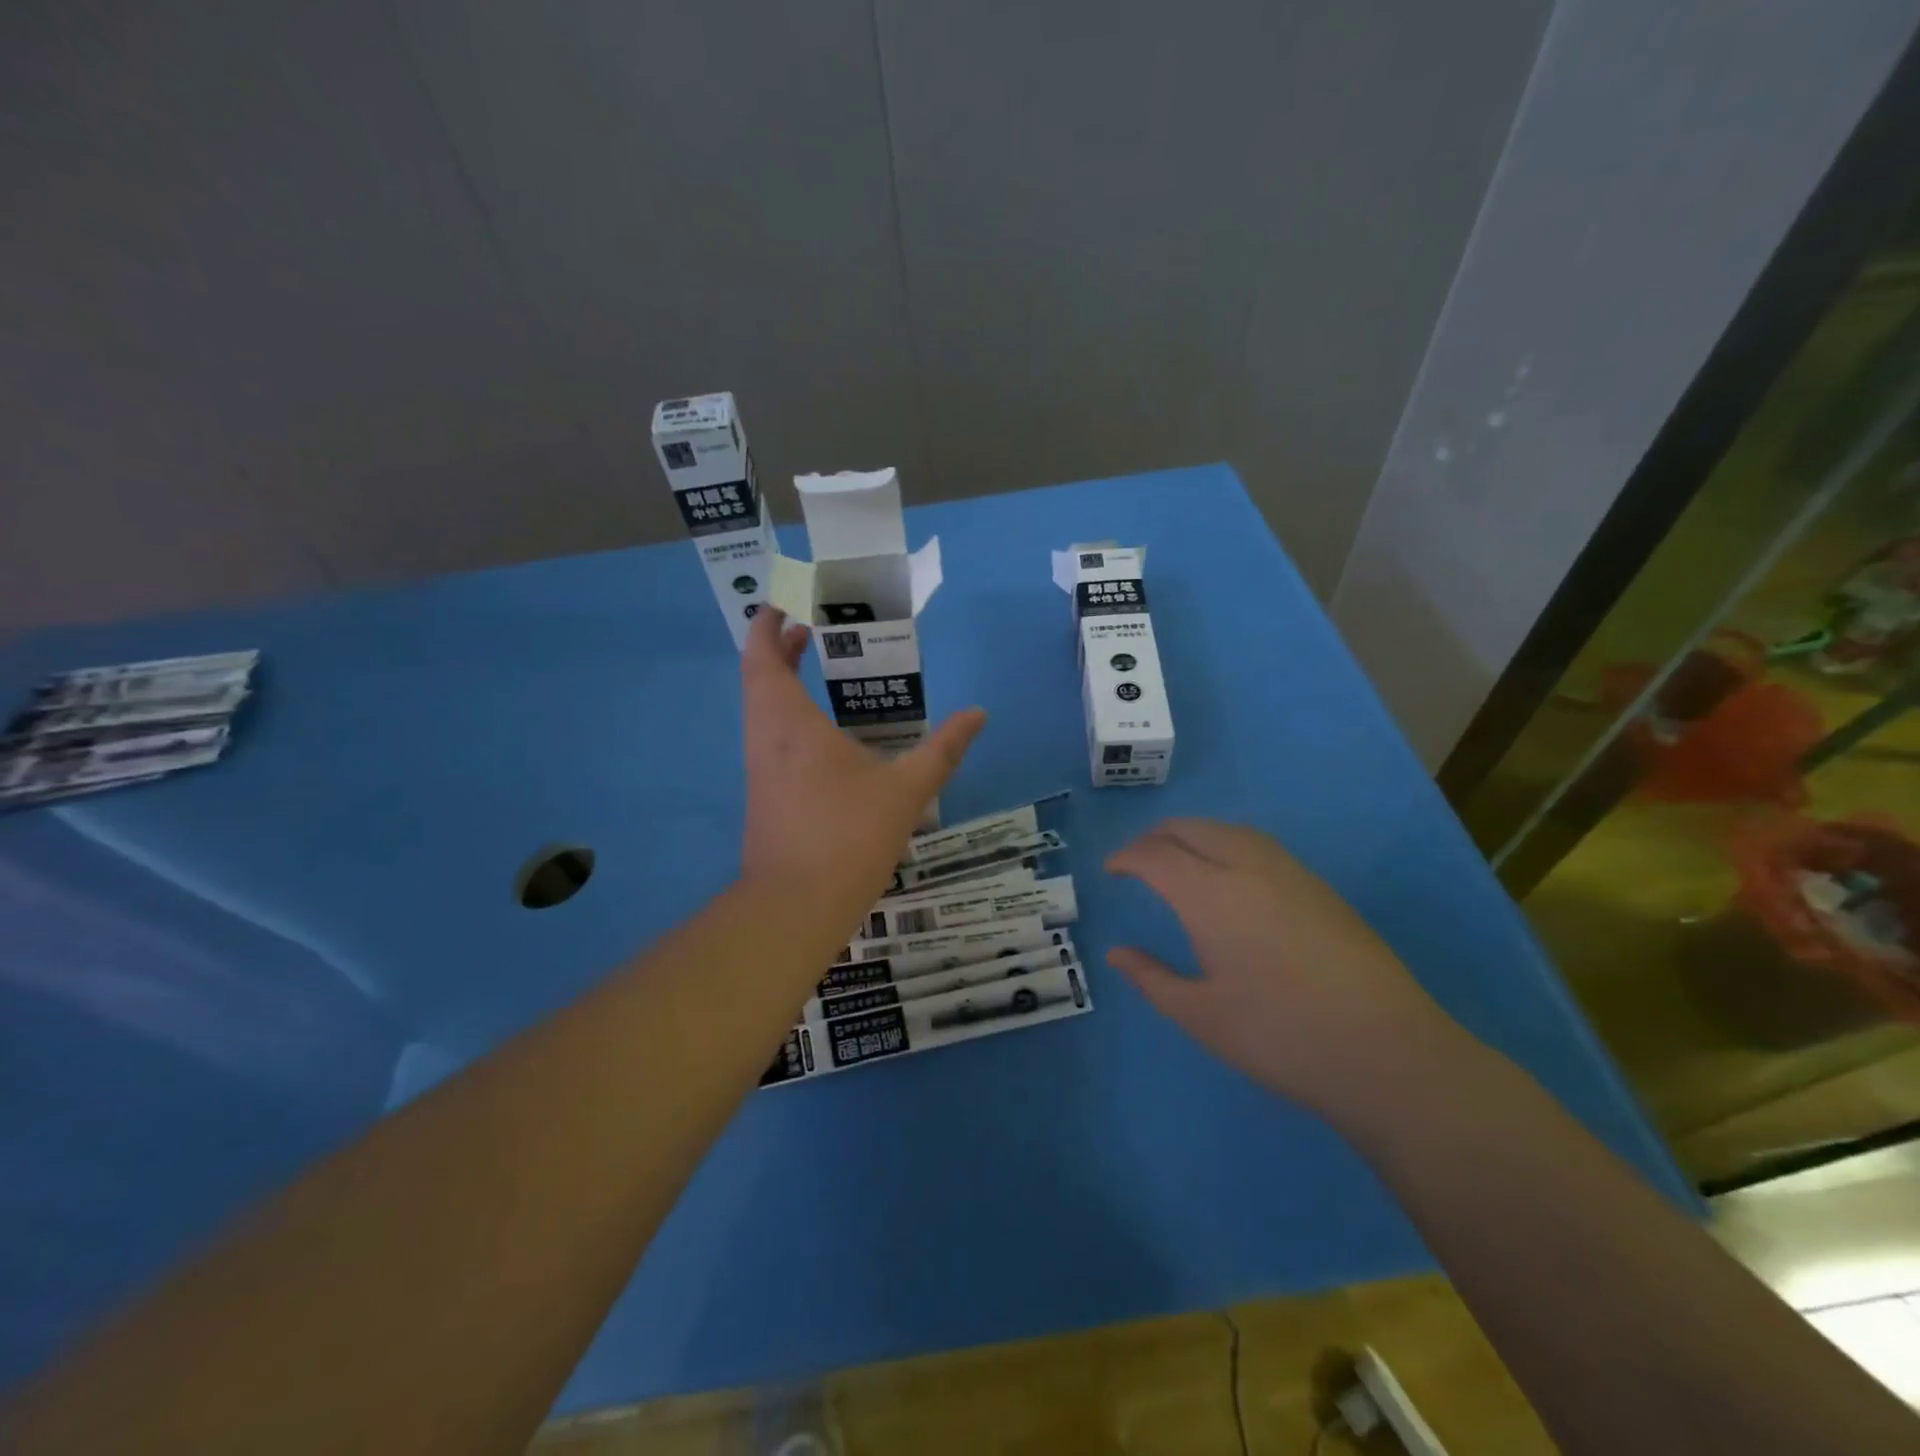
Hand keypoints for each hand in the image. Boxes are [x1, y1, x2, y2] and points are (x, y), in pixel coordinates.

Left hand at [741, 608, 985, 922]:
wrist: (796, 906)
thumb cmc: (849, 835)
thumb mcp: (907, 789)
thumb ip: (943, 748)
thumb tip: (978, 714)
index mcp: (790, 722)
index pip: (764, 656)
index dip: (768, 625)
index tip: (785, 603)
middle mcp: (765, 738)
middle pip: (759, 679)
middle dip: (779, 650)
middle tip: (810, 632)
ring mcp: (760, 770)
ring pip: (761, 711)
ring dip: (781, 684)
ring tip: (816, 672)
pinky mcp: (764, 797)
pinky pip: (769, 739)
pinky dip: (786, 717)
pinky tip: (821, 735)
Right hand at [1106, 819, 1456, 1113]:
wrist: (1387, 1052)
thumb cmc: (1280, 1037)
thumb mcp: (1201, 1015)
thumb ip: (1151, 978)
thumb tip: (1117, 954)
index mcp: (1210, 894)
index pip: (1155, 855)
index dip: (1126, 857)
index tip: (1111, 870)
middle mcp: (1247, 866)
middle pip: (1191, 829)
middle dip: (1156, 838)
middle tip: (1138, 864)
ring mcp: (1290, 872)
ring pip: (1228, 830)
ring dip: (1193, 836)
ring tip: (1179, 863)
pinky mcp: (1319, 887)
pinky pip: (1258, 845)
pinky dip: (1227, 845)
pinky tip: (1231, 879)